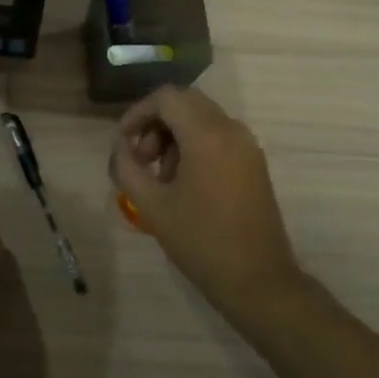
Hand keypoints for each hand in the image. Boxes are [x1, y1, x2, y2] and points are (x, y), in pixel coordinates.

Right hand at [110, 86, 301, 311]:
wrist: (257, 279)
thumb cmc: (200, 241)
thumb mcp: (152, 206)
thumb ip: (128, 168)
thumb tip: (121, 147)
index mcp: (207, 136)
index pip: (167, 98)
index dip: (139, 112)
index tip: (123, 140)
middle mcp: (231, 130)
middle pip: (186, 103)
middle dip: (156, 122)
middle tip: (141, 157)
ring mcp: (247, 146)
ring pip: (203, 118)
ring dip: (175, 135)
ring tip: (160, 175)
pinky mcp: (254, 163)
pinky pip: (219, 136)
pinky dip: (195, 145)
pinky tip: (183, 182)